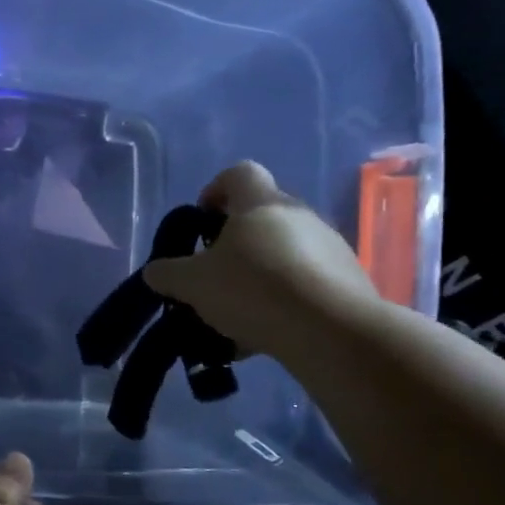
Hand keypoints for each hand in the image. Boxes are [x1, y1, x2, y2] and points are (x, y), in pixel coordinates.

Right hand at [143, 161, 382, 356]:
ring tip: (237, 314)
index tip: (201, 221)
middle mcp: (300, 214)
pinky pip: (305, 281)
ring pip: (283, 251)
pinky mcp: (348, 280)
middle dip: (234, 243)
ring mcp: (330, 246)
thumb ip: (167, 274)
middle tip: (214, 275)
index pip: (239, 173)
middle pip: (261, 216)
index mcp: (261, 203)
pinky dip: (283, 300)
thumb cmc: (254, 289)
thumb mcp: (192, 284)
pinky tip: (265, 332)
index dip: (215, 190)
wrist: (332, 332)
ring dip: (259, 274)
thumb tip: (156, 272)